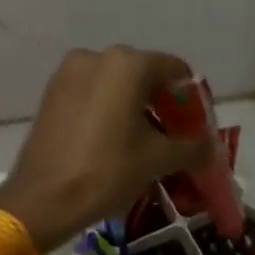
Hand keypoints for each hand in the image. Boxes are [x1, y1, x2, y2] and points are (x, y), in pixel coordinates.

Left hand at [0, 46, 210, 253]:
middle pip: (143, 74)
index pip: (174, 69)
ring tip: (143, 142)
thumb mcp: (157, 159)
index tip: (195, 127)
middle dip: (161, 103)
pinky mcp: (51, 92)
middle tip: (172, 137)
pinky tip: (113, 139)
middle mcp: (96, 57)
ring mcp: (69, 72)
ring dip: (133, 106)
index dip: (190, 98)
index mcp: (127, 63)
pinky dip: (107, 108)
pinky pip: (91, 93)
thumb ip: (191, 147)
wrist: (44, 197)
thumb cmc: (107, 170)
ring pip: (115, 84)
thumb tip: (210, 147)